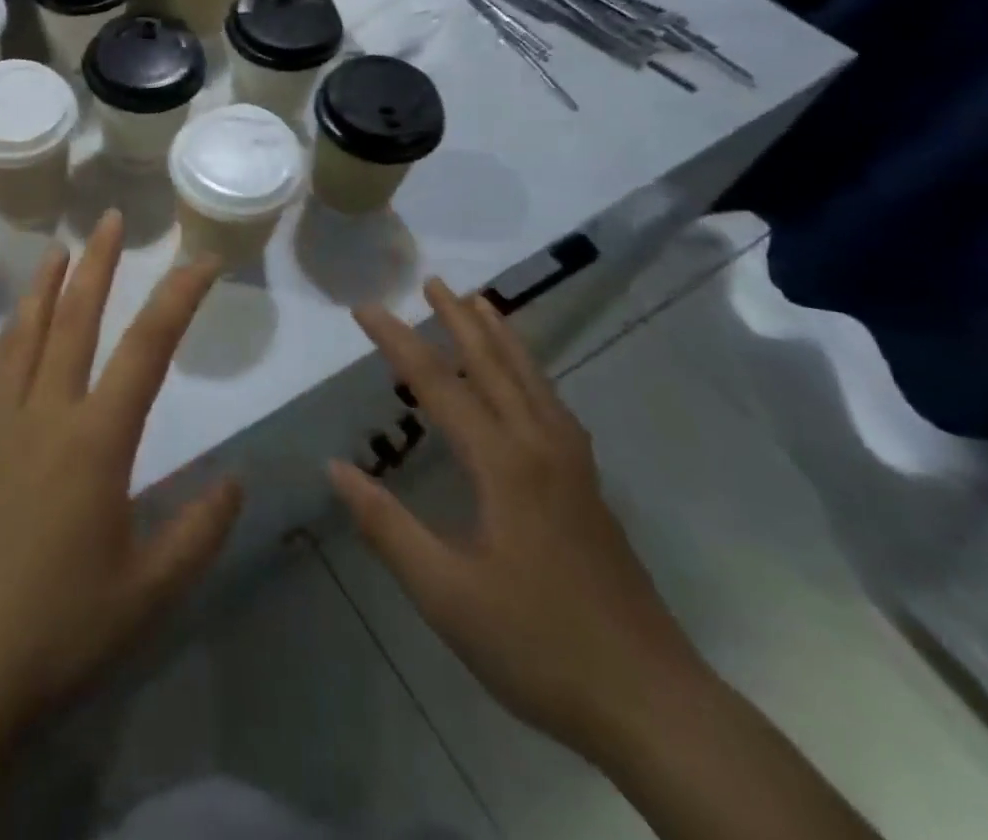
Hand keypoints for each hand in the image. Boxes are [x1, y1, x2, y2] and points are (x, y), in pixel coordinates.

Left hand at [0, 211, 243, 752]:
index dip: (178, 298)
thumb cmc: (58, 632)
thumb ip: (198, 530)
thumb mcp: (148, 592)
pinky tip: (16, 330)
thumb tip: (235, 480)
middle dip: (97, 265)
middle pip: (73, 320)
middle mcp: (45, 416)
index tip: (202, 260)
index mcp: (94, 442)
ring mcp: (0, 427)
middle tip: (110, 220)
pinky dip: (11, 333)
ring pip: (23, 335)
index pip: (146, 350)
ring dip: (44, 287)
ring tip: (55, 250)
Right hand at [329, 279, 707, 759]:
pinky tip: (526, 384)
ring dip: (502, 338)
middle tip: (433, 281)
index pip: (439, 385)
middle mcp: (541, 449)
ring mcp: (573, 468)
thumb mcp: (445, 594)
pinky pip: (553, 406)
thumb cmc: (538, 645)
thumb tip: (334, 467)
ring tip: (482, 305)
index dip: (398, 342)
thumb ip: (386, 525)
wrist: (653, 705)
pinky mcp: (589, 490)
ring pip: (533, 381)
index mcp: (504, 464)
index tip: (365, 308)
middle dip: (460, 320)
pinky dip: (530, 374)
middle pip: (496, 366)